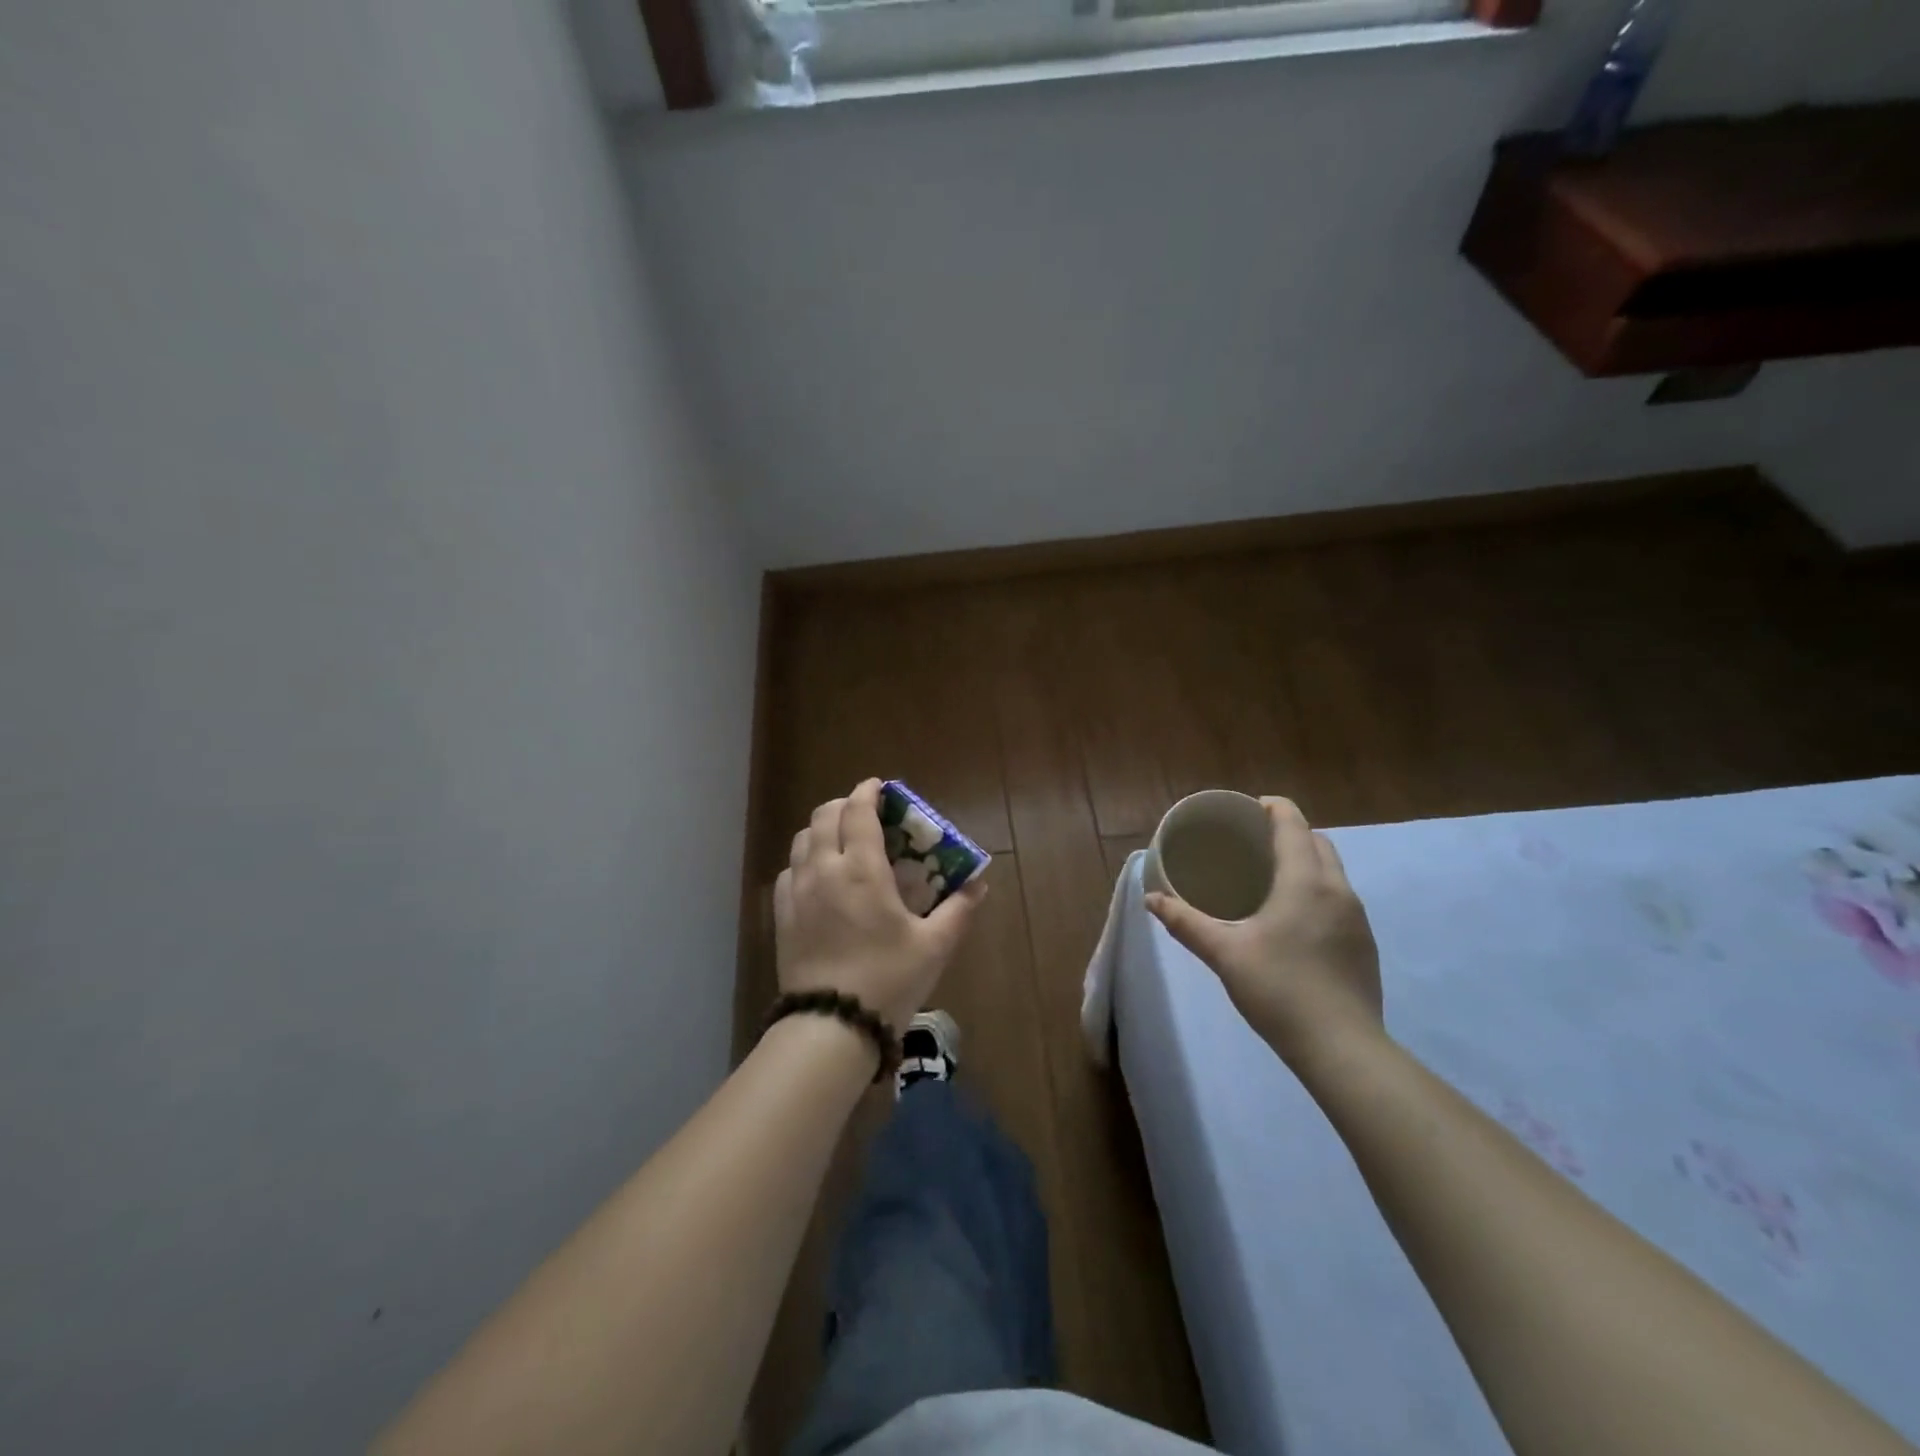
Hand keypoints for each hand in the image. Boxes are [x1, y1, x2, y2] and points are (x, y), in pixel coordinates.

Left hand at [774, 779, 987, 1032]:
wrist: (830, 1026)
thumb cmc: (888, 980)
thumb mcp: (934, 946)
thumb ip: (958, 910)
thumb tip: (978, 884)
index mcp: (862, 868)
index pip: (858, 811)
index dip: (868, 792)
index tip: (880, 787)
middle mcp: (824, 869)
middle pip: (825, 815)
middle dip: (845, 805)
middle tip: (865, 814)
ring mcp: (797, 891)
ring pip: (803, 839)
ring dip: (823, 828)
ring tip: (842, 841)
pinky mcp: (781, 914)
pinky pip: (789, 870)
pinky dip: (805, 859)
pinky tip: (819, 877)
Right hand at [1145, 797, 1382, 1063]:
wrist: (1342, 1048)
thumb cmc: (1279, 989)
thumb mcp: (1224, 953)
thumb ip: (1186, 922)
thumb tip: (1151, 898)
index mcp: (1304, 881)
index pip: (1294, 824)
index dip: (1273, 808)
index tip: (1248, 809)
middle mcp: (1337, 890)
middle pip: (1318, 842)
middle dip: (1289, 832)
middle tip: (1253, 843)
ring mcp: (1357, 918)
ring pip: (1332, 872)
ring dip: (1305, 862)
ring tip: (1270, 878)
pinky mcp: (1364, 944)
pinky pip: (1339, 899)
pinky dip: (1317, 891)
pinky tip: (1293, 920)